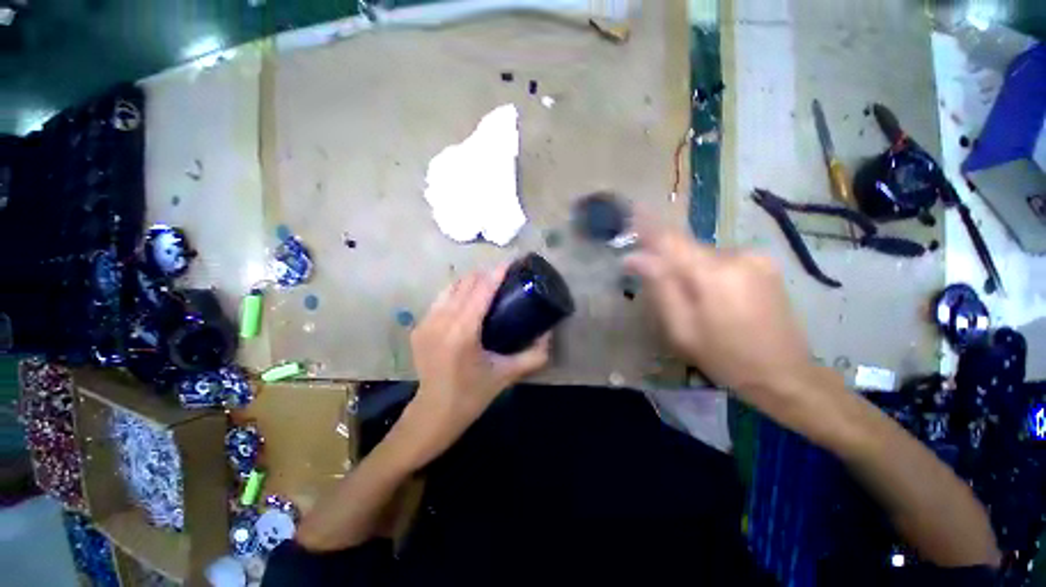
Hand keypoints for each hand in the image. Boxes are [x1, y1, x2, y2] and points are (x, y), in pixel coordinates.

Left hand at [397, 267, 550, 467]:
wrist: (434, 413)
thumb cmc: (472, 395)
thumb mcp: (507, 375)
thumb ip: (533, 356)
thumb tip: (549, 335)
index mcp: (463, 332)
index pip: (481, 290)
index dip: (497, 272)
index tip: (511, 261)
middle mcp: (441, 321)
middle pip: (465, 283)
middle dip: (486, 273)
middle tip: (504, 274)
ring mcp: (426, 322)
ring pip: (451, 287)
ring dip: (470, 280)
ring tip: (487, 283)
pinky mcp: (419, 327)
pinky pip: (441, 299)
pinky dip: (457, 292)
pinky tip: (468, 298)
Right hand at [623, 219, 822, 412]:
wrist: (784, 374)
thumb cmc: (723, 356)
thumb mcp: (680, 328)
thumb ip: (659, 287)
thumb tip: (634, 257)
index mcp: (712, 273)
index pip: (670, 238)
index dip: (647, 225)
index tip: (630, 210)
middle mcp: (736, 256)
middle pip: (687, 248)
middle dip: (667, 258)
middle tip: (655, 279)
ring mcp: (756, 258)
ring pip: (704, 254)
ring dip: (688, 268)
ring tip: (691, 298)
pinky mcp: (766, 265)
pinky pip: (722, 260)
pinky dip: (708, 270)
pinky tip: (713, 296)